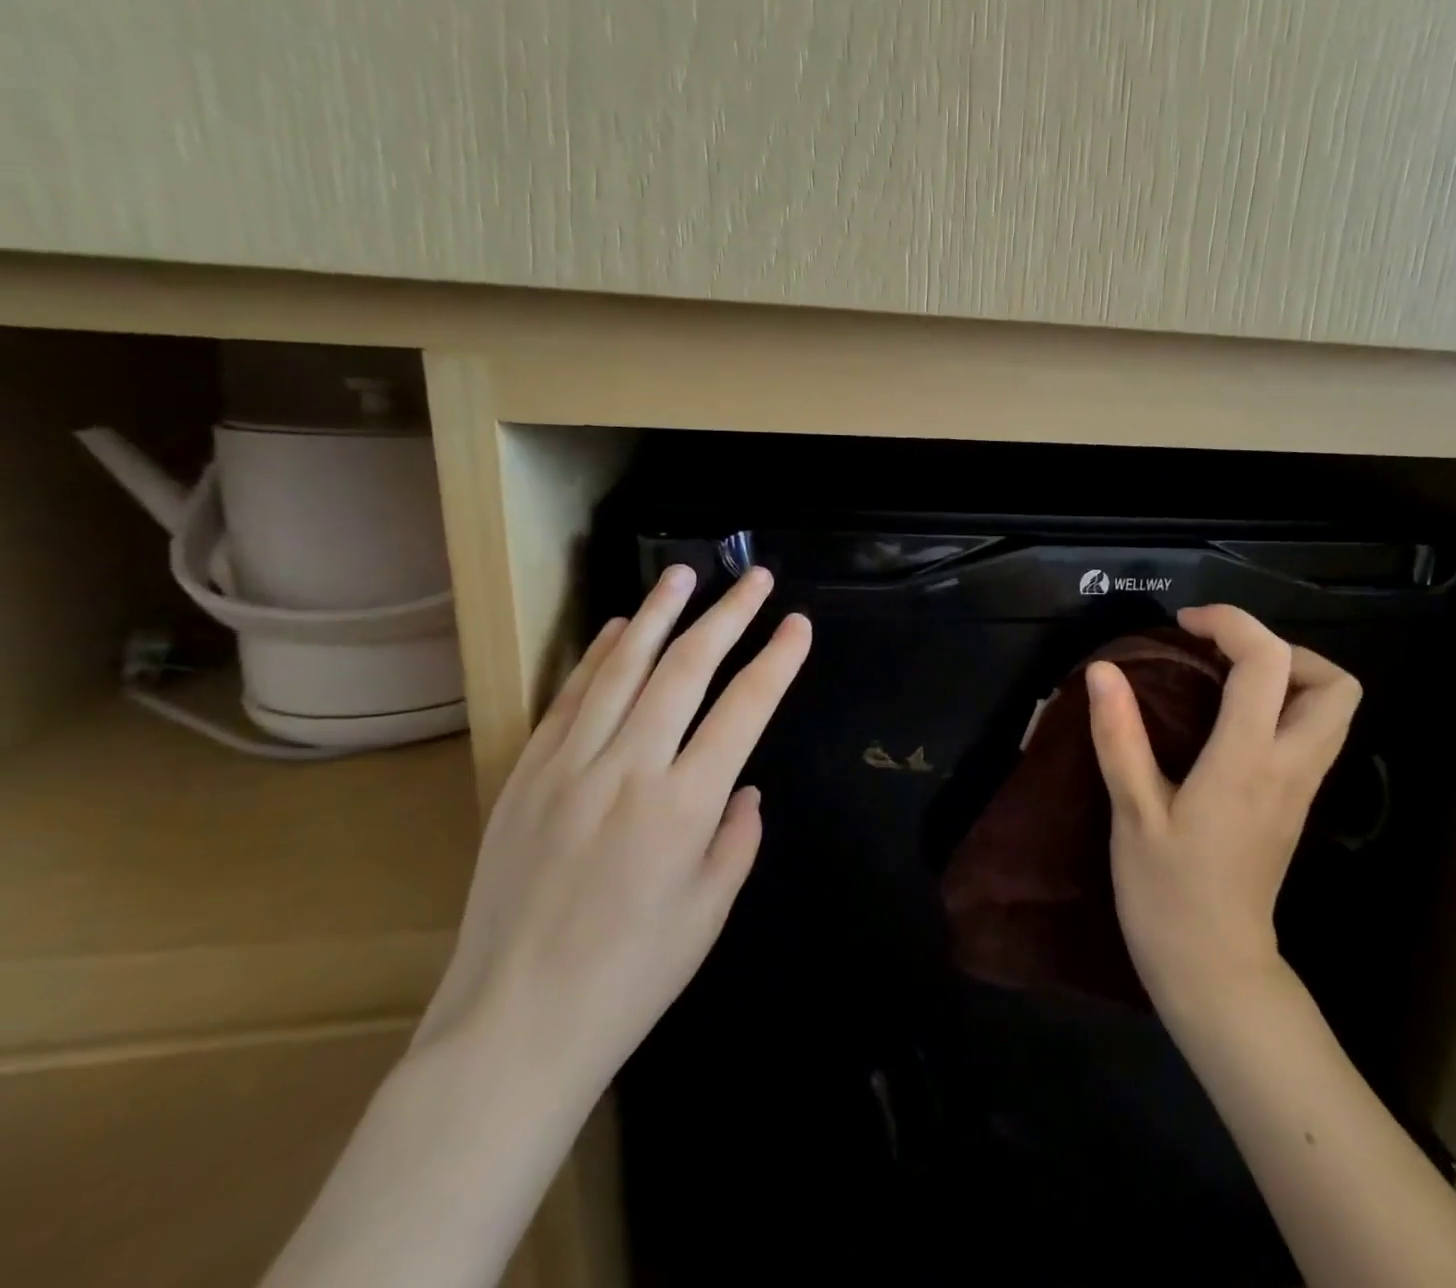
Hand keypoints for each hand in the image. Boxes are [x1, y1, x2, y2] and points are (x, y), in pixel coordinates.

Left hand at [414, 565, 810, 1101]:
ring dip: (657, 614)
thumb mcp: (711, 910)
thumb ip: (738, 835)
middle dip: (727, 616)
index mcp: (685, 805)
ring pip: (621, 668)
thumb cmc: (632, 975)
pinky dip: (597, 656)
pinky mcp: (525, 776)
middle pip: (686, 669)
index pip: (744, 708)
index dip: (776, 660)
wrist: (514, 1026)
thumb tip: (744, 785)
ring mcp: (569, 766)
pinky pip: (567, 698)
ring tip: (683, 574)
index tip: (797, 623)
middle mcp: (629, 769)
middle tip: (753, 578)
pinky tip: (617, 627)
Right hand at [1088, 605, 1360, 1023]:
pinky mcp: (1295, 804)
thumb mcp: (1132, 814)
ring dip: (1287, 677)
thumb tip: (1104, 670)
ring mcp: (1301, 789)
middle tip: (1222, 656)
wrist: (1214, 972)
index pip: (1268, 663)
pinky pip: (1312, 734)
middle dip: (1282, 650)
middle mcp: (1290, 767)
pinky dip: (1283, 707)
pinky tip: (1228, 721)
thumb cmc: (1167, 895)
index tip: (1185, 625)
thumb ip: (1120, 737)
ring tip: (1224, 680)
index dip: (1232, 624)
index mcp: (1248, 762)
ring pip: (1333, 710)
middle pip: (1335, 683)